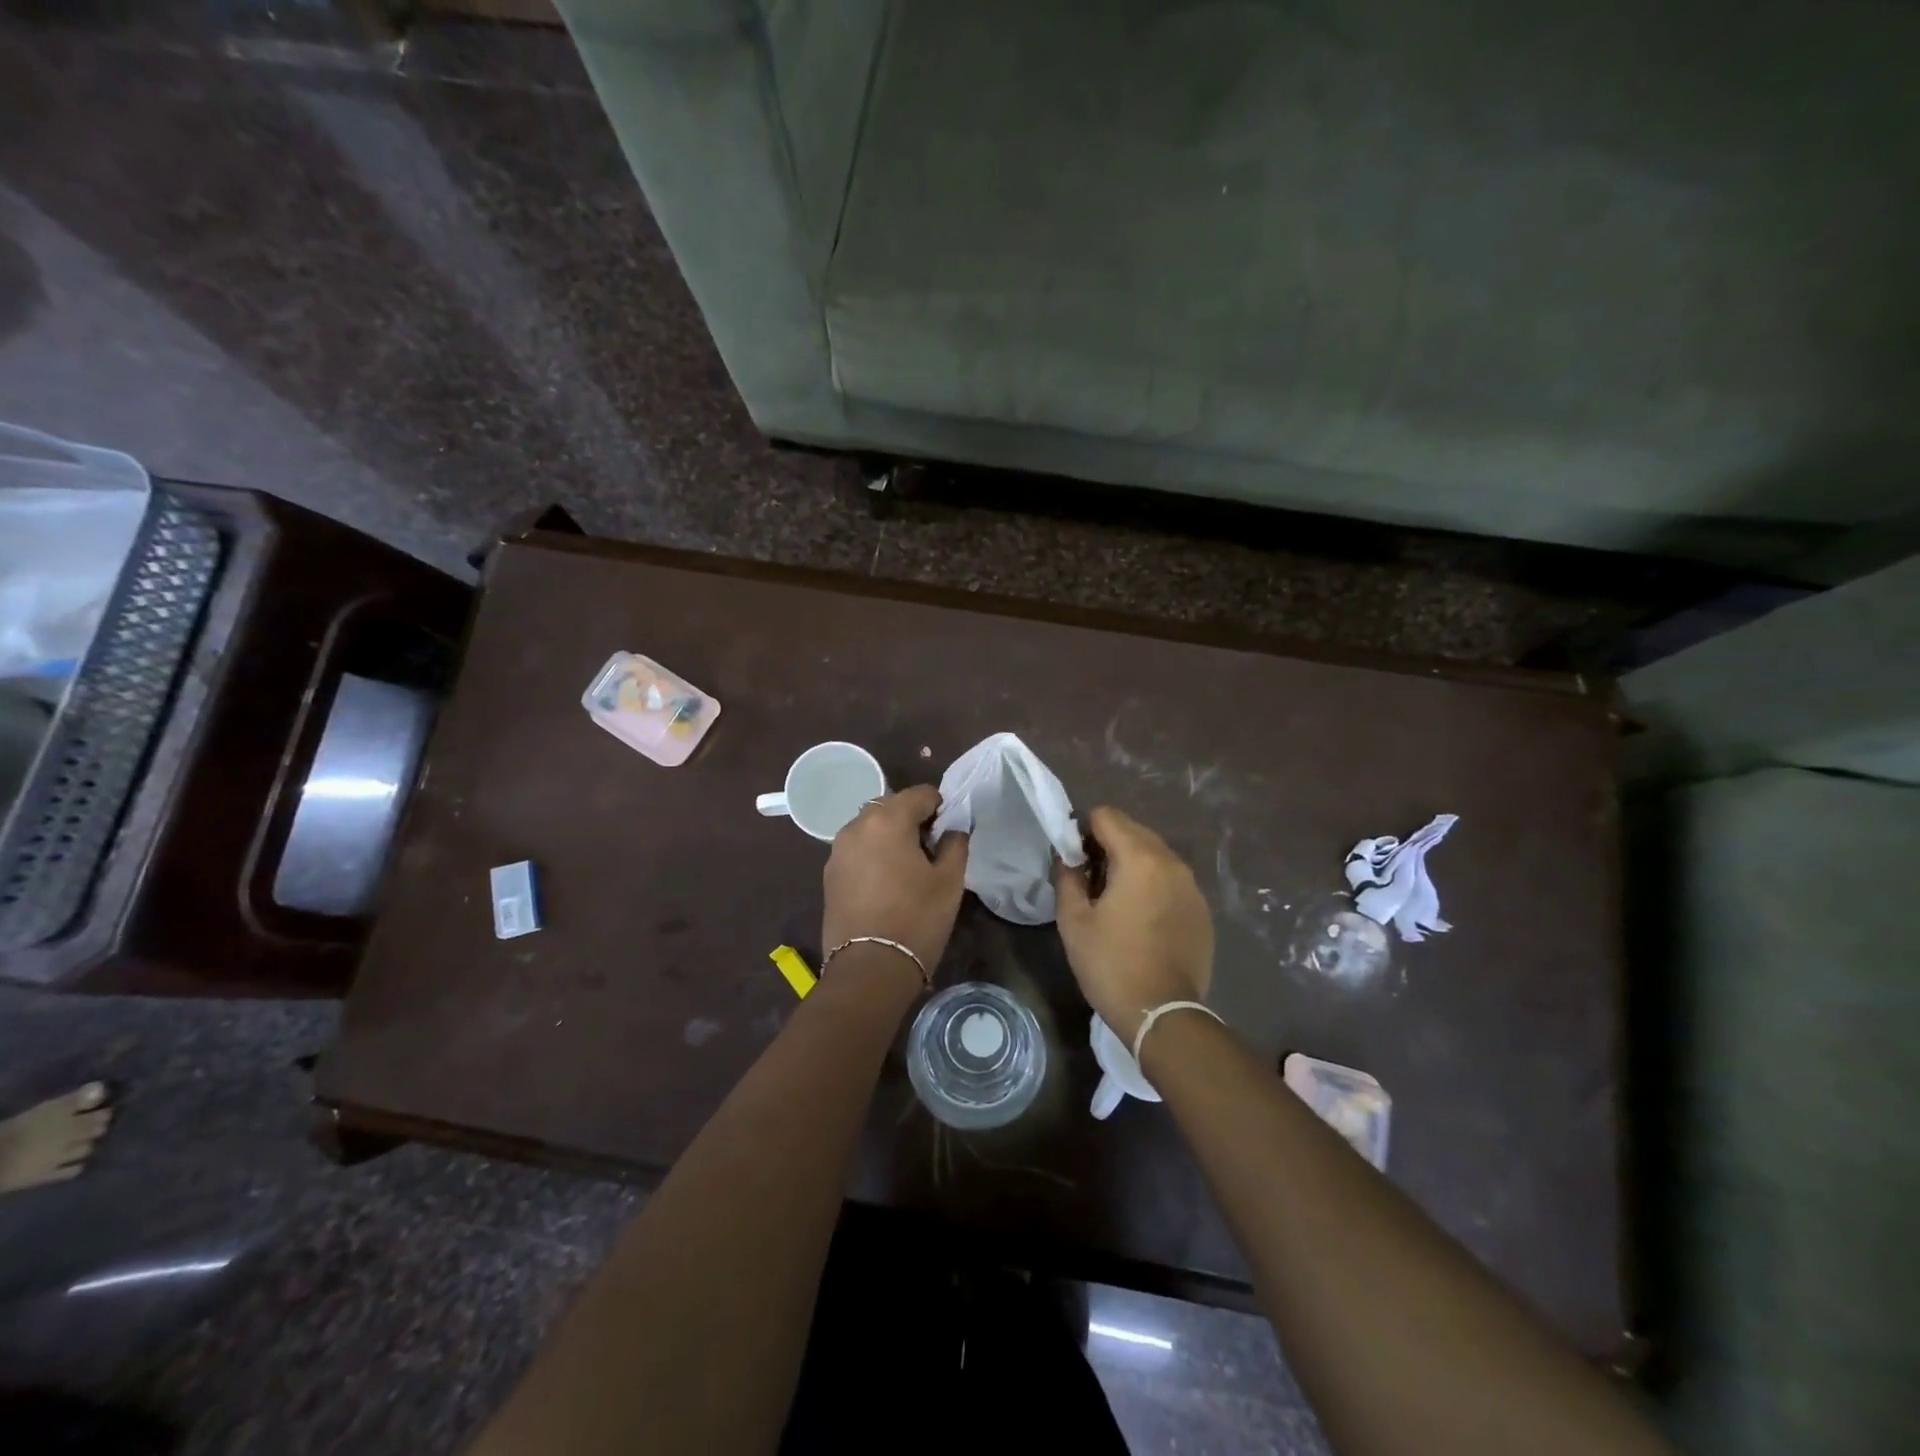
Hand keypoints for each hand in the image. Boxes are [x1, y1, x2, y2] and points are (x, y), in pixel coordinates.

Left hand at [822, 786, 968, 979]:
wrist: (869, 968)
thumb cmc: (917, 919)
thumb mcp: (949, 881)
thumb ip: (955, 843)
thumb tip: (952, 829)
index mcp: (888, 819)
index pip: (920, 794)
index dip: (940, 807)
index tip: (948, 832)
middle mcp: (857, 825)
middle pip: (891, 806)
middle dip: (912, 818)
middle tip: (930, 849)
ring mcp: (837, 850)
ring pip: (870, 827)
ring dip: (890, 835)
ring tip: (907, 866)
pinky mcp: (829, 874)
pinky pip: (856, 849)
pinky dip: (872, 853)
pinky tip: (886, 882)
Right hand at [1054, 806, 1213, 1045]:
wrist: (1163, 1014)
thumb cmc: (1111, 964)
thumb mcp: (1074, 921)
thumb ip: (1067, 876)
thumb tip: (1068, 857)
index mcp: (1140, 858)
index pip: (1107, 815)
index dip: (1083, 831)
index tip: (1075, 862)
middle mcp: (1172, 862)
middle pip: (1133, 831)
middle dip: (1108, 846)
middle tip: (1091, 882)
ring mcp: (1192, 886)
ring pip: (1155, 855)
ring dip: (1132, 865)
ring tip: (1116, 902)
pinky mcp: (1202, 909)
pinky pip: (1171, 880)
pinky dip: (1153, 886)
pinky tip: (1142, 920)